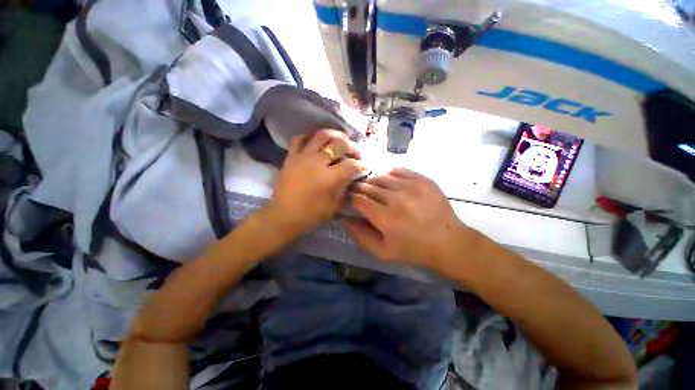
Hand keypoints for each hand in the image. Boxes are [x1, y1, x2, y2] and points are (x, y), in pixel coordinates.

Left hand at [268, 129, 366, 237]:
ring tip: (341, 140)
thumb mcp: (333, 206)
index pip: (350, 165)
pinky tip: (317, 141)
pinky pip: (300, 138)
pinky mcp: (291, 156)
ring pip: (322, 135)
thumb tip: (353, 175)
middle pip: (339, 144)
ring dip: (335, 135)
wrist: (283, 216)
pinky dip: (310, 136)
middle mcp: (317, 162)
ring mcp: (302, 157)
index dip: (361, 165)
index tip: (365, 166)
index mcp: (328, 178)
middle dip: (353, 147)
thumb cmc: (310, 215)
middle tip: (356, 153)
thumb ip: (344, 187)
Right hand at [341, 168, 467, 267]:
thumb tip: (343, 219)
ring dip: (373, 182)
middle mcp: (397, 199)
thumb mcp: (383, 252)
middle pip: (368, 186)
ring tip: (374, 189)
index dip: (350, 198)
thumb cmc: (413, 250)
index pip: (358, 199)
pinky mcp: (423, 180)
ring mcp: (411, 187)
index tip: (349, 199)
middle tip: (359, 193)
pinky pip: (398, 171)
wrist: (448, 243)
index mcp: (385, 218)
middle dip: (360, 189)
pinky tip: (390, 183)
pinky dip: (390, 175)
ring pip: (381, 177)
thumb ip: (360, 236)